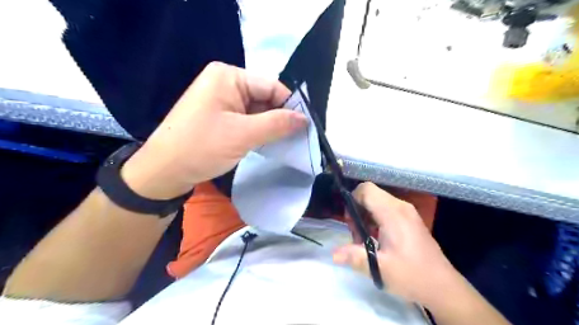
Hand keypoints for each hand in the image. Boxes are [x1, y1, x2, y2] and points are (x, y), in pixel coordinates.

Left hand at [121, 61, 307, 198]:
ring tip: (284, 143)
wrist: (164, 172)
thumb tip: (305, 119)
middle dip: (280, 118)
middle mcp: (225, 82)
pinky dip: (258, 131)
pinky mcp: (220, 115)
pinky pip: (247, 119)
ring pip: (257, 110)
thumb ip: (277, 124)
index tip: (305, 128)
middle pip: (265, 98)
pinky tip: (267, 143)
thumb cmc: (201, 147)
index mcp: (228, 76)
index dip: (290, 106)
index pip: (271, 87)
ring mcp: (222, 99)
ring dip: (270, 127)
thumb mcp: (243, 135)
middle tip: (296, 139)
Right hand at [336, 182, 461, 308]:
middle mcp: (401, 207)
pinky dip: (376, 218)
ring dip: (366, 215)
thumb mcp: (380, 268)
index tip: (350, 222)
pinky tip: (377, 238)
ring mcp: (407, 212)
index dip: (352, 200)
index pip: (366, 189)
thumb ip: (354, 257)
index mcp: (393, 213)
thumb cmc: (411, 275)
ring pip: (378, 201)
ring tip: (365, 239)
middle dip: (357, 210)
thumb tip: (333, 254)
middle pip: (371, 194)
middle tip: (357, 235)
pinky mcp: (410, 219)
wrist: (443, 287)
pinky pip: (387, 209)